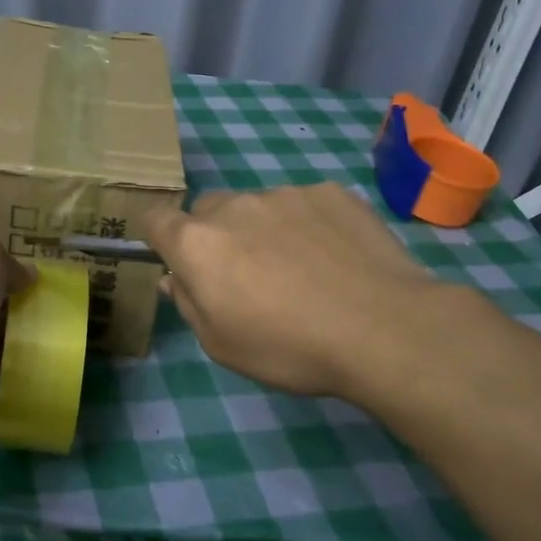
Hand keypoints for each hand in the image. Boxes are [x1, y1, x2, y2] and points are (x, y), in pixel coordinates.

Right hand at [140, 183, 453, 405]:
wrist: (385, 329)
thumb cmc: (290, 347)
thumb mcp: (222, 345)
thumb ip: (189, 304)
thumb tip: (176, 279)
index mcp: (198, 243)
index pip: (155, 219)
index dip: (159, 237)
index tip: (177, 260)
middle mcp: (234, 206)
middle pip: (208, 210)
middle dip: (215, 235)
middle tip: (247, 276)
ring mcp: (284, 194)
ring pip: (258, 206)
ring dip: (264, 229)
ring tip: (303, 270)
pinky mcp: (330, 192)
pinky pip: (304, 204)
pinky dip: (308, 224)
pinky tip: (336, 258)